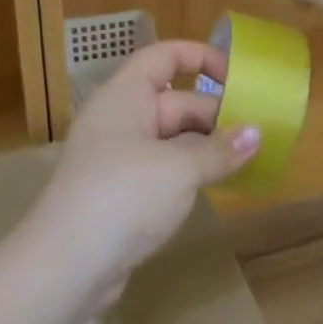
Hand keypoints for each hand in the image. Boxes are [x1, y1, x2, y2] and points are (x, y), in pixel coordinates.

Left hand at [22, 41, 260, 306]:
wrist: (64, 267)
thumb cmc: (123, 196)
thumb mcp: (179, 169)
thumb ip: (219, 149)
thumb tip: (256, 133)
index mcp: (126, 94)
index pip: (165, 56)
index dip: (202, 57)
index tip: (239, 77)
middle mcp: (119, 117)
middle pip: (175, 101)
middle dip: (215, 115)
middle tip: (259, 134)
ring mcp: (116, 156)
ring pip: (170, 138)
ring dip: (206, 147)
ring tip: (248, 160)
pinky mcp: (118, 192)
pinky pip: (161, 168)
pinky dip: (188, 172)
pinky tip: (216, 186)